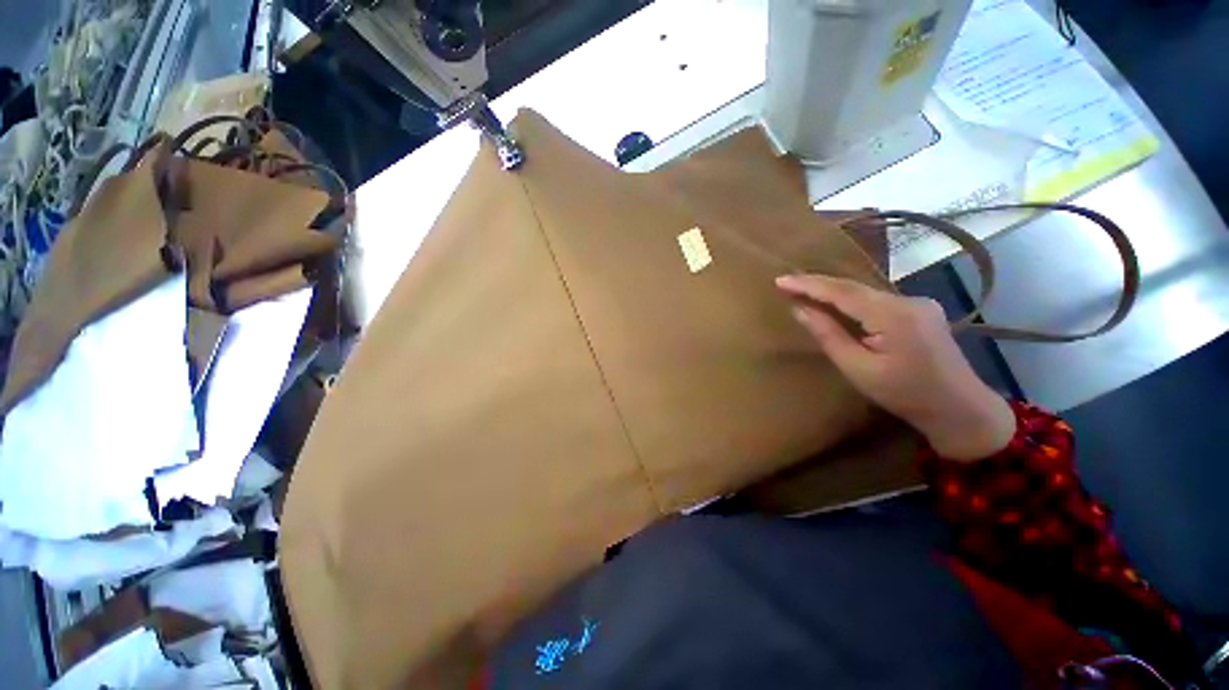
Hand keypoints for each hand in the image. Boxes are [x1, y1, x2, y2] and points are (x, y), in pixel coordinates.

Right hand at [776, 275, 1016, 460]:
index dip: (808, 284)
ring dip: (833, 291)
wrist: (960, 409)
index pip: (842, 292)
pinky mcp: (921, 310)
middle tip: (785, 283)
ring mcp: (919, 303)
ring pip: (865, 292)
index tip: (780, 280)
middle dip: (817, 284)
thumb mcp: (858, 369)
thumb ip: (829, 335)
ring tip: (803, 290)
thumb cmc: (904, 394)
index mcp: (893, 316)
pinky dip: (852, 300)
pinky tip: (836, 303)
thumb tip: (800, 310)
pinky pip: (877, 300)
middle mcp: (908, 300)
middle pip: (854, 287)